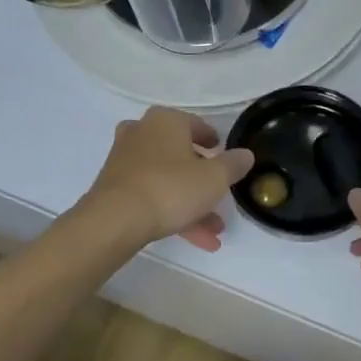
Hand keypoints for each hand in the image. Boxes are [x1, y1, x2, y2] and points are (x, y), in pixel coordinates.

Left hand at [84, 108, 254, 251]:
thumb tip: (245, 154)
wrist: (115, 220)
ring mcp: (125, 161)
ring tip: (214, 231)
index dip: (212, 140)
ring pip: (167, 180)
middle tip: (220, 197)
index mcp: (166, 121)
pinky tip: (196, 239)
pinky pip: (152, 196)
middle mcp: (142, 134)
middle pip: (180, 155)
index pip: (195, 125)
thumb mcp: (215, 178)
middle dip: (203, 181)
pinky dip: (173, 212)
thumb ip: (233, 164)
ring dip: (192, 204)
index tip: (223, 153)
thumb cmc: (171, 188)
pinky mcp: (115, 188)